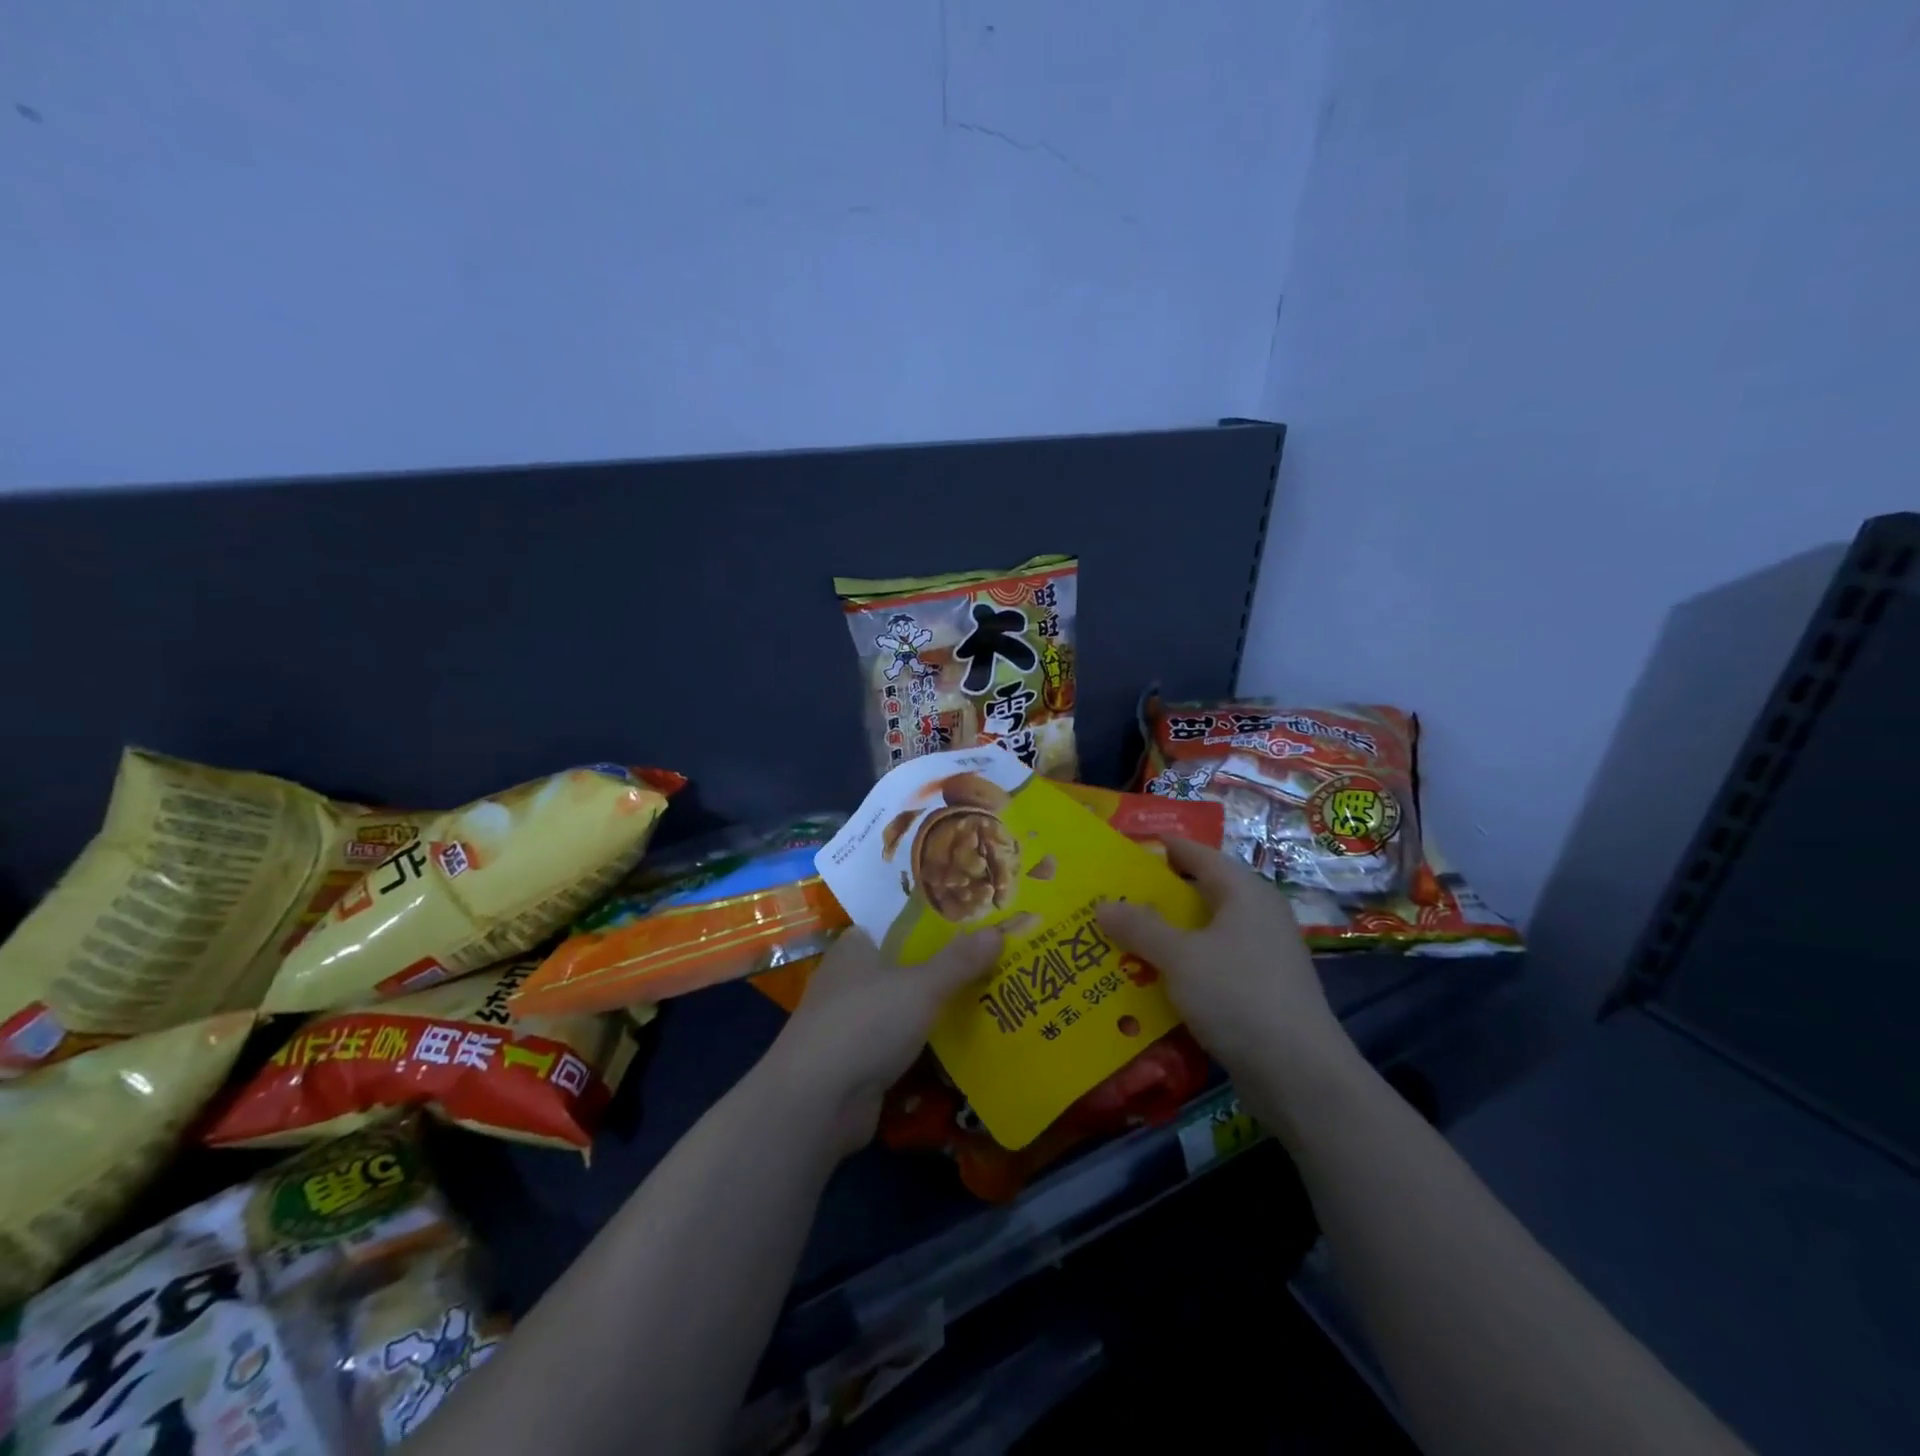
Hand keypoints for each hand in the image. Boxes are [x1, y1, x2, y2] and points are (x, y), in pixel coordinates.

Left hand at [762, 926, 1002, 1156]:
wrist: (816, 1102)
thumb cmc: (865, 1023)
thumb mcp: (921, 986)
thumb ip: (959, 961)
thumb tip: (998, 931)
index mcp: (853, 950)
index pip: (891, 927)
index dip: (925, 927)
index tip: (966, 929)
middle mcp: (847, 982)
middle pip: (900, 970)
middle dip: (938, 973)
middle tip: (989, 968)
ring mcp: (848, 1027)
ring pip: (900, 1012)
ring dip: (932, 1016)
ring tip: (986, 1007)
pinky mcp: (854, 1066)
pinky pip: (897, 1049)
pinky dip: (922, 1051)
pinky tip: (959, 1052)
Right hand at [1097, 837, 1354, 1081]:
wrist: (1299, 1074)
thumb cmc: (1238, 996)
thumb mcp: (1179, 957)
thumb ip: (1140, 927)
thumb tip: (1103, 904)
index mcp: (1244, 892)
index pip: (1197, 854)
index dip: (1161, 849)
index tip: (1120, 851)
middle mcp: (1257, 916)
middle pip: (1199, 893)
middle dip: (1154, 897)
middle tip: (1108, 900)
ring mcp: (1261, 955)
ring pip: (1203, 933)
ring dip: (1165, 936)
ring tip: (1118, 940)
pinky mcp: (1259, 991)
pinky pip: (1211, 965)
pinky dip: (1181, 967)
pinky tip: (1149, 982)